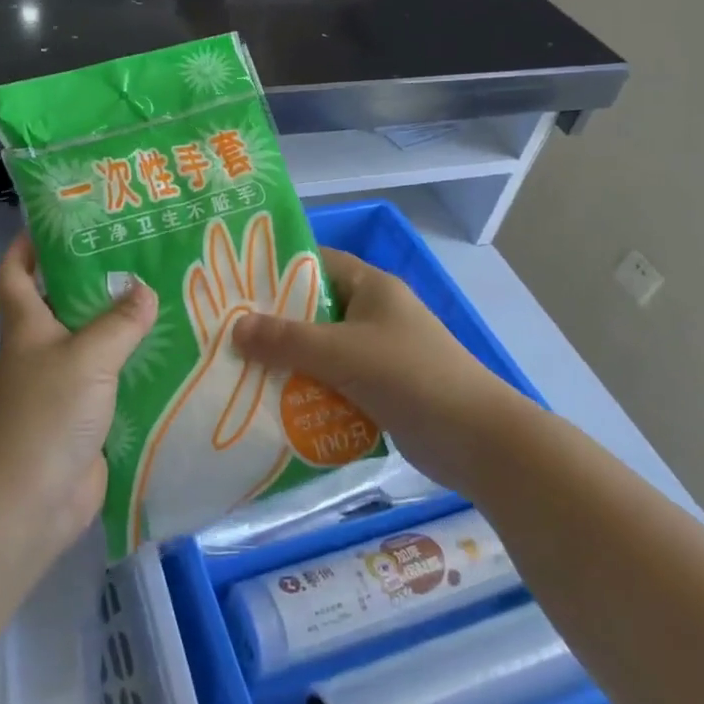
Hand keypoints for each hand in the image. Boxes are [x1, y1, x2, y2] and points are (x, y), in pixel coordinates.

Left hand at [0, 232, 155, 548]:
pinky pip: (114, 385)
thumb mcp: (86, 357)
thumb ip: (119, 322)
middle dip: (96, 280)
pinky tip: (174, 360)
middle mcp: (41, 350)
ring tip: (170, 301)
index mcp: (28, 325)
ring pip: (95, 344)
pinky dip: (137, 372)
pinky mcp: (85, 420)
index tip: (62, 222)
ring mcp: (62, 387)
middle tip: (144, 257)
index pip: (15, 271)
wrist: (26, 503)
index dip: (28, 243)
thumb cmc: (45, 415)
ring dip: (124, 327)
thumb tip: (145, 290)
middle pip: (64, 303)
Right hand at [232, 247, 518, 487]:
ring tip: (240, 371)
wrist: (476, 440)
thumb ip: (287, 340)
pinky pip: (334, 382)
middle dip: (275, 324)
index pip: (318, 263)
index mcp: (372, 288)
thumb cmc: (409, 376)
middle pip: (315, 310)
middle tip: (228, 333)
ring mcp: (380, 354)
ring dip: (289, 363)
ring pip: (322, 350)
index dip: (279, 269)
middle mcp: (375, 314)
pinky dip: (309, 391)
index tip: (236, 283)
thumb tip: (235, 328)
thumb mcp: (341, 352)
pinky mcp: (381, 390)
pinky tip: (274, 405)